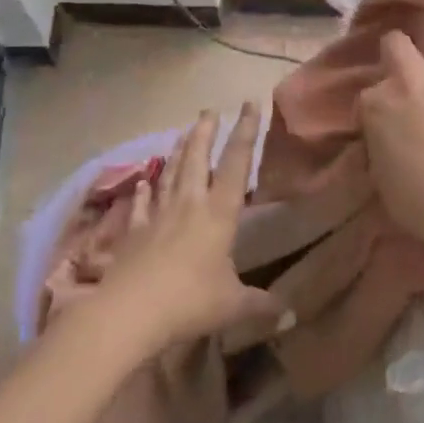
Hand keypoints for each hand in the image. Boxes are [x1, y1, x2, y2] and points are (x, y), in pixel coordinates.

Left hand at [99, 103, 285, 351]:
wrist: (131, 312)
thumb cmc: (191, 301)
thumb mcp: (233, 305)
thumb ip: (262, 306)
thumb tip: (293, 317)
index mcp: (219, 213)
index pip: (237, 164)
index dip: (246, 132)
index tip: (250, 105)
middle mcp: (189, 204)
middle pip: (197, 159)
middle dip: (205, 132)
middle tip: (210, 110)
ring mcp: (157, 216)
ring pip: (169, 174)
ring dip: (178, 151)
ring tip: (183, 132)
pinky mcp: (133, 233)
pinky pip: (140, 205)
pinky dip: (143, 191)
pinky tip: (143, 181)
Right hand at [358, 30, 423, 238]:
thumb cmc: (417, 200)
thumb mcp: (383, 178)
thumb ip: (385, 149)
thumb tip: (393, 146)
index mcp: (377, 104)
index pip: (370, 95)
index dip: (381, 108)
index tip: (389, 125)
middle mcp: (411, 80)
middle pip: (397, 44)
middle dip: (402, 54)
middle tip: (416, 78)